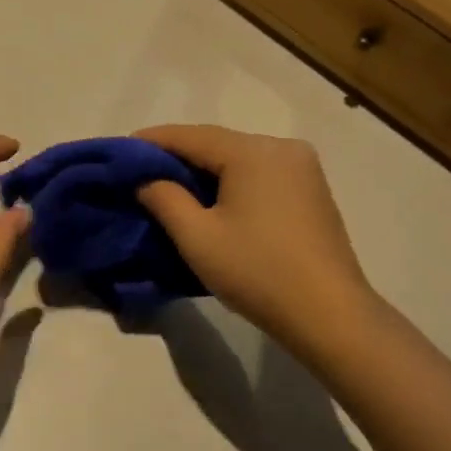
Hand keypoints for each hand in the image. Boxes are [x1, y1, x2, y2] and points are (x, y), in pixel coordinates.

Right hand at [133, 124, 375, 353]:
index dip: (152, 141)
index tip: (121, 150)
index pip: (191, 136)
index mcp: (253, 152)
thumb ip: (164, 198)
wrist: (329, 314)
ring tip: (169, 185)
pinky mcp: (311, 191)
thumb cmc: (256, 271)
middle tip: (140, 171)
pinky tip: (211, 198)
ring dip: (204, 169)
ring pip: (239, 159)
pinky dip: (230, 181)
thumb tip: (146, 179)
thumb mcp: (197, 237)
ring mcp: (303, 168)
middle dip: (178, 155)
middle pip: (217, 143)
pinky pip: (259, 174)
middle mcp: (282, 148)